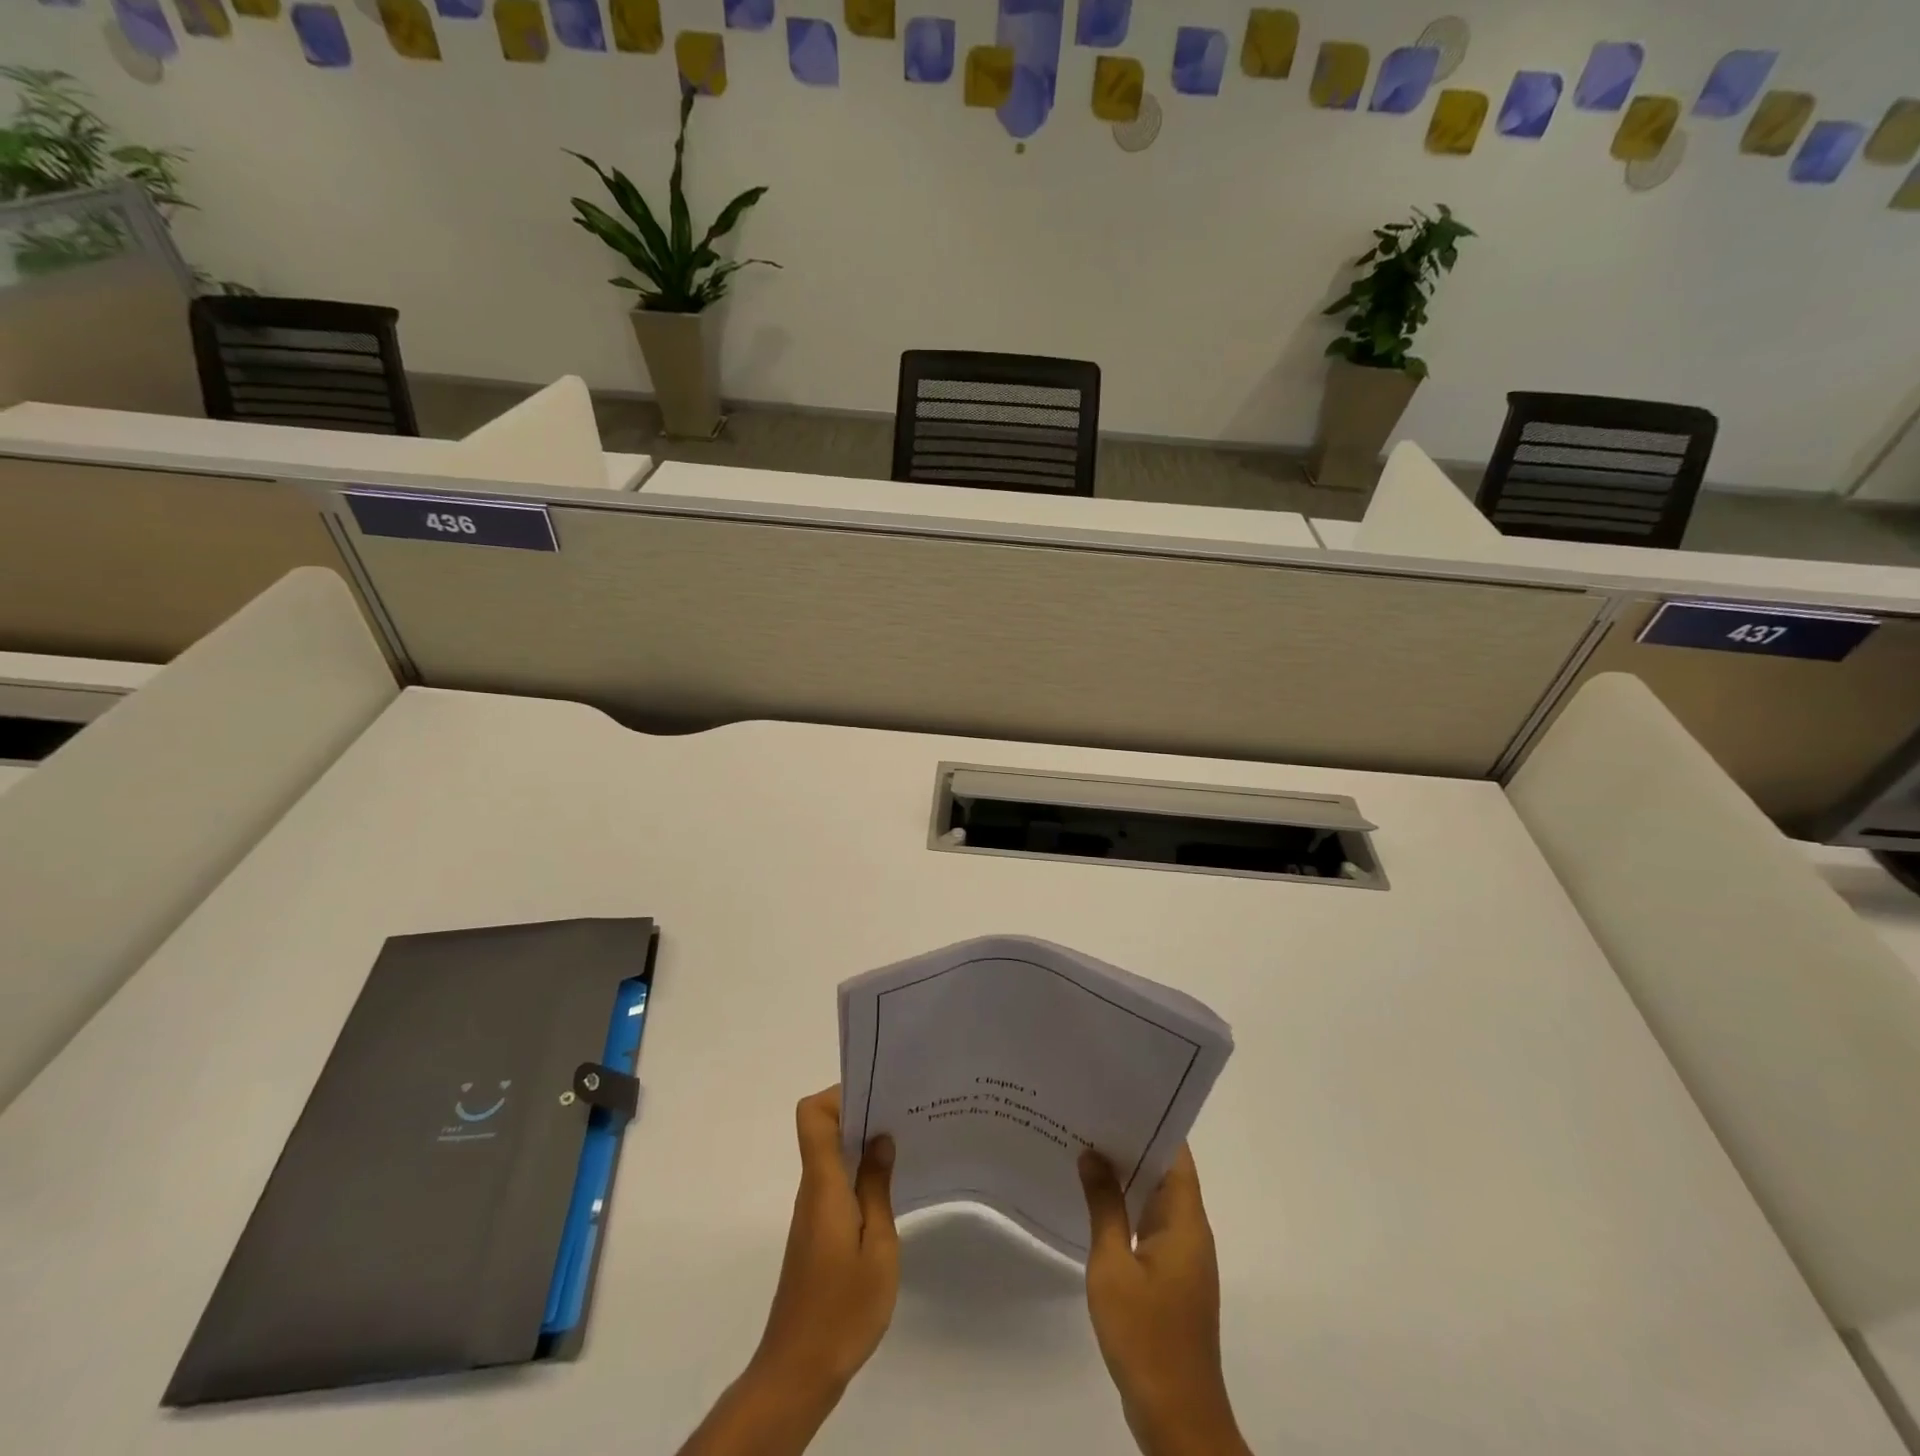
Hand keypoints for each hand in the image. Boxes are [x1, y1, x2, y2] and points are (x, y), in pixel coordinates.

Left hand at [677, 1087, 897, 1455]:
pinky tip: (889, 1188)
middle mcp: (812, 1189)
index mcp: (824, 1184)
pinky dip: (859, 1174)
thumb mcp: (878, 1247)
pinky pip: (835, 1184)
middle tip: (903, 1114)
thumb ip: (877, 1188)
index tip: (877, 1095)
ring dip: (862, 1145)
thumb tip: (880, 1138)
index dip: (839, 1094)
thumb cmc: (843, 1309)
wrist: (798, 1371)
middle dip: (861, 1114)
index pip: (812, 1115)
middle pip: (824, 1129)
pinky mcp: (816, 1233)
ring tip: (905, 1144)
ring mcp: (812, 1212)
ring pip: (831, 1156)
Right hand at [1080, 1145, 1250, 1455]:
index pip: (1175, 1152)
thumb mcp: (1113, 1265)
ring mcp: (1184, 1256)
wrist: (1176, 1415)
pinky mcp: (1173, 1277)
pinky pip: (1151, 1224)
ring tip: (1086, 1146)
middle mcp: (1191, 1230)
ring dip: (1128, 1175)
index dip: (1151, 1121)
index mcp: (1185, 1219)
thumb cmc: (1145, 1335)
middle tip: (1090, 1114)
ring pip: (1157, 1198)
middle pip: (1166, 1171)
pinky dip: (1128, 1206)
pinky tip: (1095, 1201)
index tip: (1117, 1095)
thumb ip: (1104, 1206)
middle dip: (1132, 1143)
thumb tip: (1092, 1153)